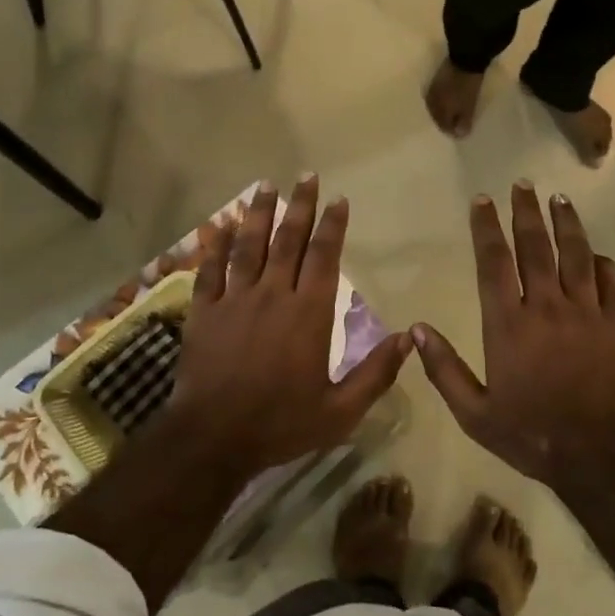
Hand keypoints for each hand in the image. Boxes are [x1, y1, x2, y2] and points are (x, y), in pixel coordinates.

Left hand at [166, 176, 411, 474]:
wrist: (213, 439)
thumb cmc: (281, 424)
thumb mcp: (341, 411)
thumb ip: (376, 373)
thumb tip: (410, 338)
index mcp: (308, 313)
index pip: (324, 256)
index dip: (332, 225)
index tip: (338, 199)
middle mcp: (272, 295)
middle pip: (288, 240)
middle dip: (299, 206)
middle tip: (306, 176)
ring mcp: (234, 300)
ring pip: (248, 246)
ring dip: (258, 213)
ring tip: (266, 185)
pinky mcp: (204, 312)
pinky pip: (210, 270)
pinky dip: (214, 245)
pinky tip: (219, 225)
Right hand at [413, 184, 614, 484]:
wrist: (598, 453)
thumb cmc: (530, 432)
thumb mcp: (475, 413)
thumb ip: (444, 370)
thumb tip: (417, 330)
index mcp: (507, 323)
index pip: (494, 261)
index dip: (487, 227)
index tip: (482, 200)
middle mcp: (545, 306)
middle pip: (535, 247)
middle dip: (526, 212)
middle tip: (522, 184)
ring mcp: (585, 312)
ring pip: (575, 255)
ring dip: (566, 224)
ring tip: (560, 199)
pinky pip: (610, 283)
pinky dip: (603, 263)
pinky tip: (596, 252)